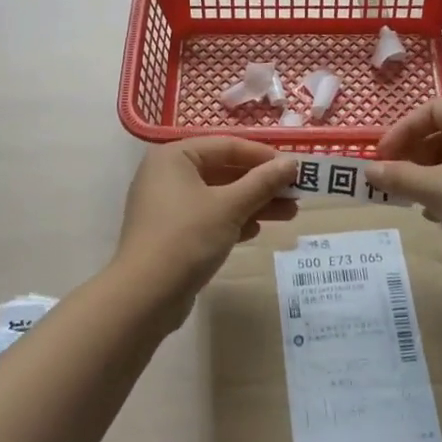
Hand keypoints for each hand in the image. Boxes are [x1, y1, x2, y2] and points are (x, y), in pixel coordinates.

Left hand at [113, 137, 297, 323]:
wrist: (145, 296)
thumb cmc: (187, 238)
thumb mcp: (230, 206)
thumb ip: (262, 182)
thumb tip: (291, 163)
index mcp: (174, 157)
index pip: (226, 146)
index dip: (262, 156)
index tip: (294, 168)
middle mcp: (167, 175)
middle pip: (223, 171)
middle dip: (261, 183)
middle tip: (296, 193)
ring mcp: (167, 206)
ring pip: (219, 196)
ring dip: (253, 203)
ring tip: (290, 213)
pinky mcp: (171, 233)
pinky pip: (208, 217)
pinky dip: (233, 220)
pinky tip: (257, 230)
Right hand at [366, 100, 441, 262]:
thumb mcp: (436, 189)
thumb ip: (399, 176)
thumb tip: (369, 171)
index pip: (431, 109)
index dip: (402, 131)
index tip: (382, 157)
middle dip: (414, 155)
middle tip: (394, 179)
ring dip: (429, 174)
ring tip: (411, 198)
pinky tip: (436, 214)